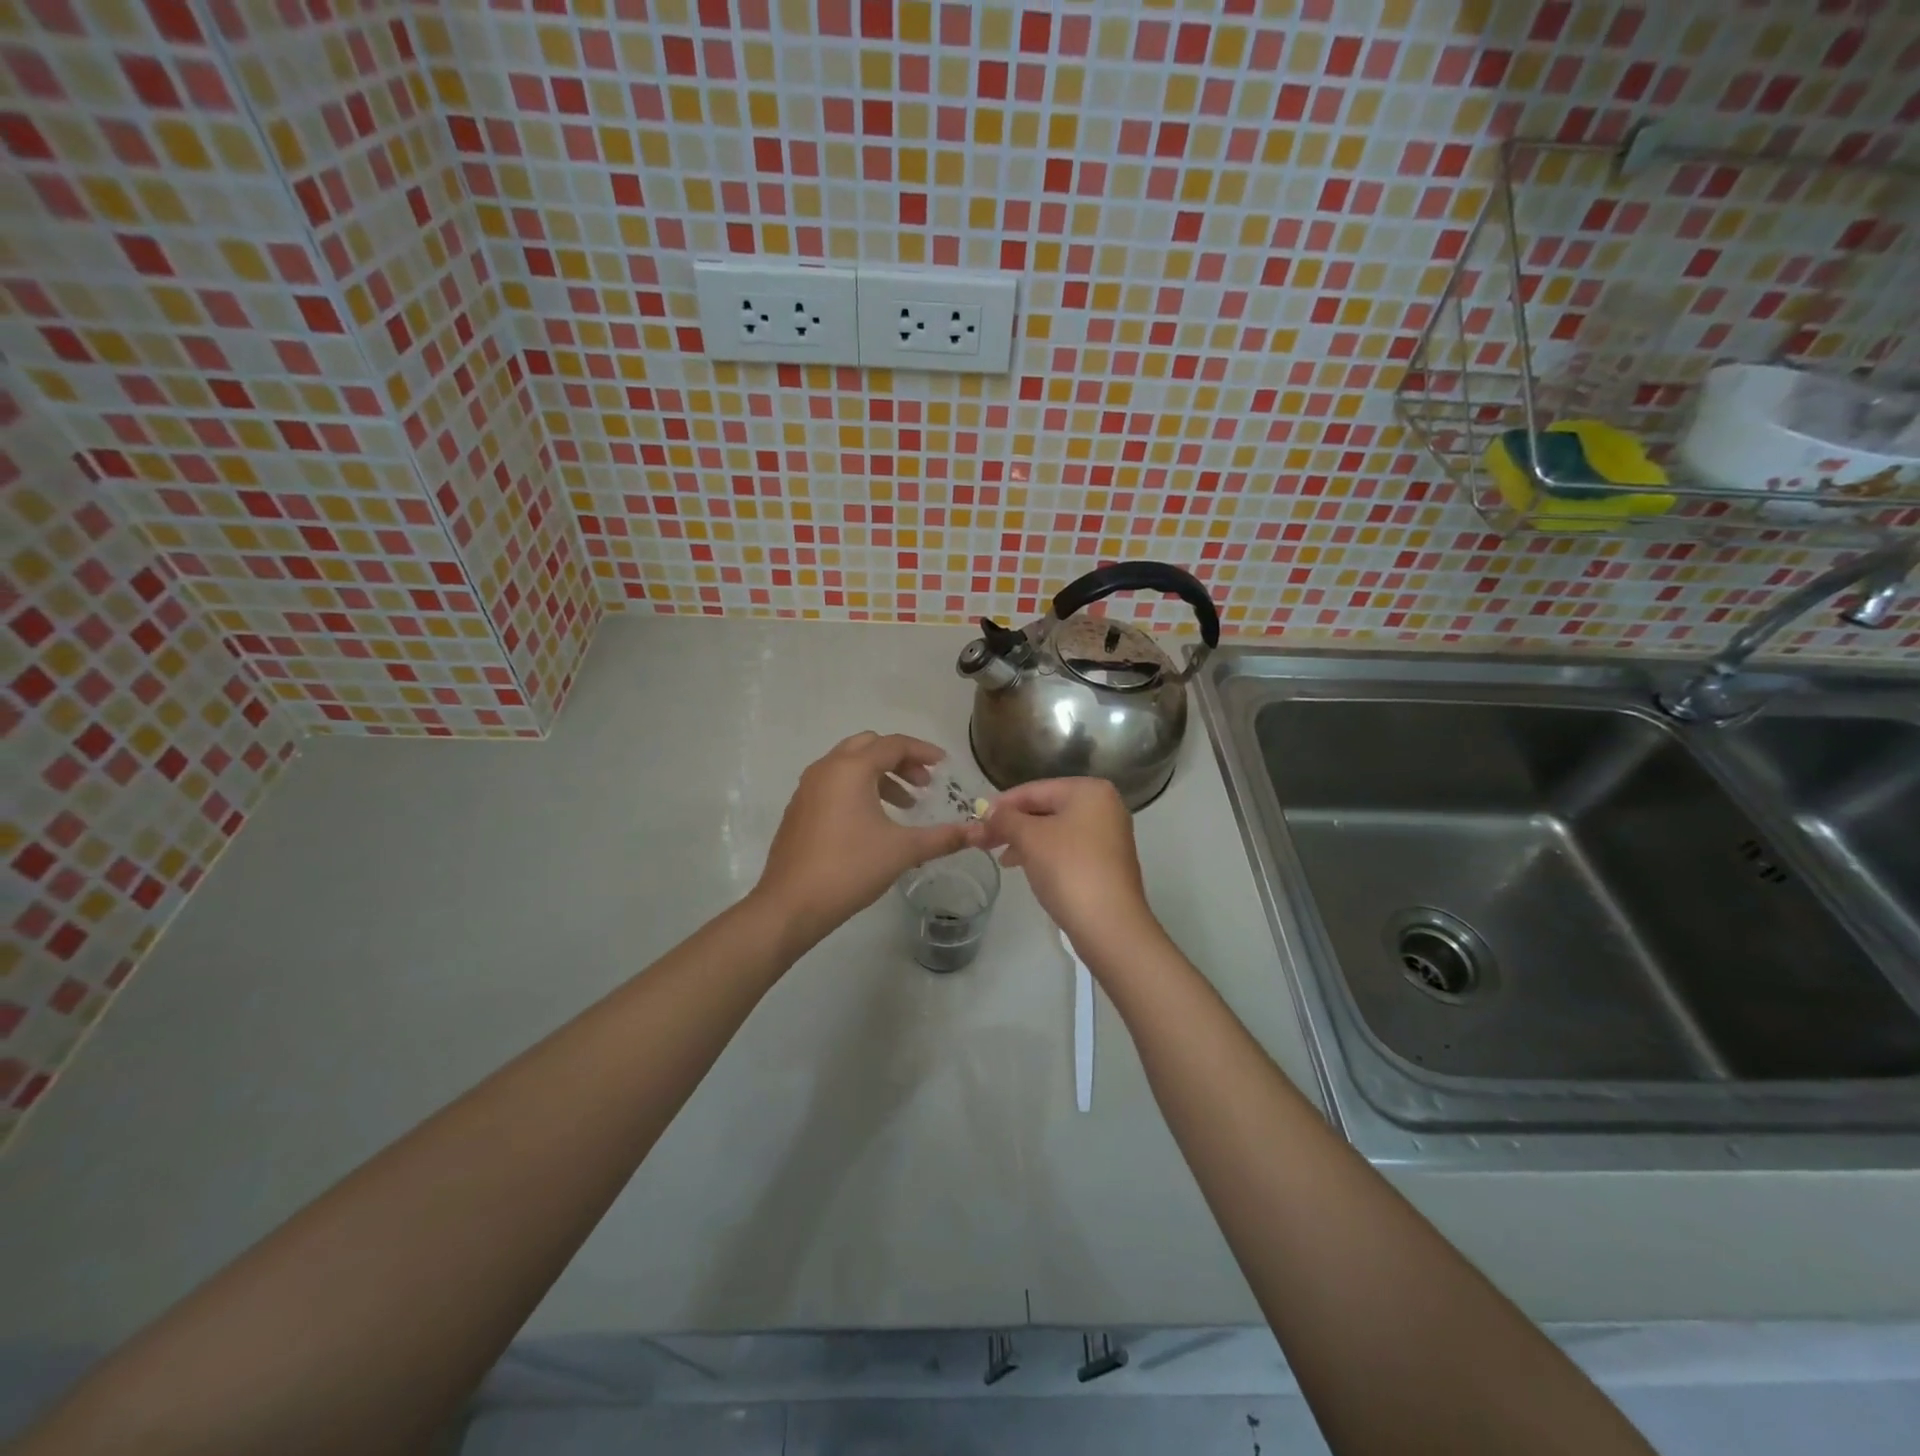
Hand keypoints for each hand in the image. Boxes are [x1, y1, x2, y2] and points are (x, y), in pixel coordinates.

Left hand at [753, 733, 983, 949]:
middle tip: (923, 783)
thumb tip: (979, 832)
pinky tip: (872, 821)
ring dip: (879, 775)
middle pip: (869, 746)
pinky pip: (833, 783)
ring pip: (849, 764)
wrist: (790, 904)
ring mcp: (807, 788)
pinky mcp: (799, 809)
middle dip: (900, 760)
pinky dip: (858, 789)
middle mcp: (826, 768)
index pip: (893, 744)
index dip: (923, 752)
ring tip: (904, 805)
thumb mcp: (903, 851)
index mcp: (851, 768)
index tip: (944, 766)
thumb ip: (943, 838)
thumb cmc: (849, 868)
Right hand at [980, 777, 1161, 959]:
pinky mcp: (1107, 863)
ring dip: (1025, 841)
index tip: (976, 819)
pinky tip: (1025, 867)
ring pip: (1055, 830)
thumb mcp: (1029, 837)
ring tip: (1002, 859)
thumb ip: (1005, 818)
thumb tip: (989, 811)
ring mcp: (1109, 836)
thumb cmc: (1068, 869)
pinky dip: (1044, 854)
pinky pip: (1068, 849)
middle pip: (1046, 808)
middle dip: (1013, 825)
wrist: (1109, 924)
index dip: (1002, 804)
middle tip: (983, 841)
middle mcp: (1104, 807)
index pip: (1035, 789)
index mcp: (1089, 791)